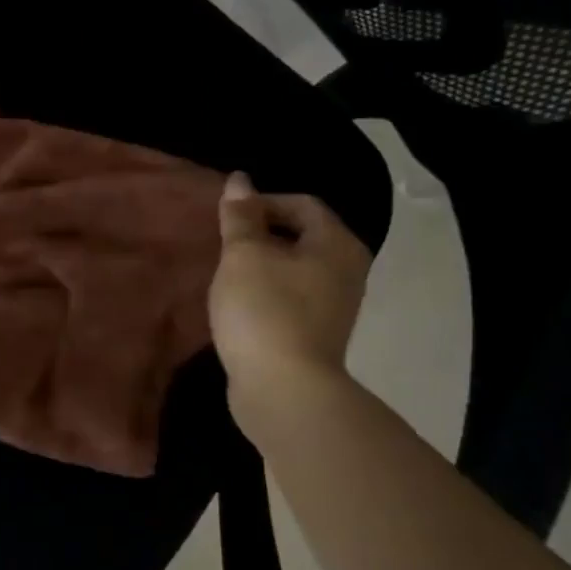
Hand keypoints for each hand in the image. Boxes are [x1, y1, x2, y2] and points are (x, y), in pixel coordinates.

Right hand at [208, 173, 370, 428]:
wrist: (283, 388)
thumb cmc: (264, 310)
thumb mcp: (244, 255)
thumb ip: (241, 217)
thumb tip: (240, 180)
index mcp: (337, 245)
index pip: (302, 204)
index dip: (262, 203)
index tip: (226, 219)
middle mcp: (347, 271)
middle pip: (302, 237)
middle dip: (261, 235)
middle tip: (224, 244)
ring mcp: (335, 306)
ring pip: (295, 269)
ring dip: (262, 266)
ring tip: (227, 273)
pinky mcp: (317, 334)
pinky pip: (291, 298)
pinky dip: (267, 293)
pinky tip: (240, 305)